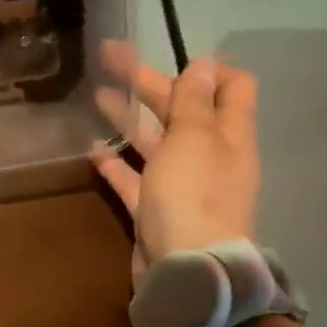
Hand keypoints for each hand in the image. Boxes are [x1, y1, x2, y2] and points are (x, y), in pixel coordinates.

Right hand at [93, 52, 260, 281]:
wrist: (187, 270)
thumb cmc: (193, 194)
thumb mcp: (194, 137)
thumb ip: (194, 100)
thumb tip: (205, 63)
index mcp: (229, 134)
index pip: (232, 87)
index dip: (207, 69)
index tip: (173, 56)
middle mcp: (209, 156)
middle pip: (181, 110)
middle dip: (149, 83)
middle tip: (109, 58)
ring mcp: (182, 185)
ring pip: (155, 142)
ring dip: (129, 117)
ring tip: (97, 95)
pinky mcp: (156, 210)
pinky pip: (135, 179)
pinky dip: (117, 164)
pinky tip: (94, 150)